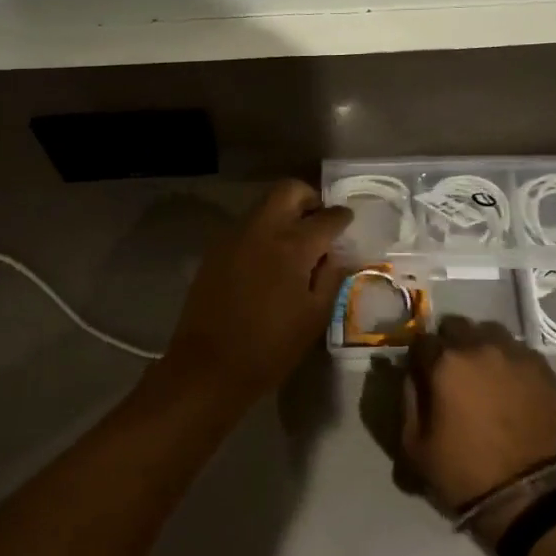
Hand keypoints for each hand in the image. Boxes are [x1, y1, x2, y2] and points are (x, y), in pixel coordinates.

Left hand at [158, 180, 352, 404]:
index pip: (327, 217)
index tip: (347, 223)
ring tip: (295, 244)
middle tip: (319, 223)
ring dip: (284, 213)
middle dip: (309, 198)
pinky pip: (247, 225)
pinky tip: (268, 260)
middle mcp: (262, 229)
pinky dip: (264, 230)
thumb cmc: (270, 347)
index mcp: (292, 245)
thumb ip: (331, 276)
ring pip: (265, 204)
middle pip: (289, 189)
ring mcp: (235, 235)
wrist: (208, 365)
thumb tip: (337, 253)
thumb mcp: (314, 317)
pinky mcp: (216, 248)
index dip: (342, 218)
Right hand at [402, 319, 555, 529]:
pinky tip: (510, 385)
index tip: (422, 373)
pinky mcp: (542, 368)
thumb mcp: (414, 445)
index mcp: (445, 362)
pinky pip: (518, 351)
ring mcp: (515, 353)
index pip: (421, 340)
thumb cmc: (465, 472)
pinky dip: (509, 361)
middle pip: (456, 326)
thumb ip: (406, 399)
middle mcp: (479, 346)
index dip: (419, 357)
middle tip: (452, 372)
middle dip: (449, 344)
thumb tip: (409, 374)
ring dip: (480, 346)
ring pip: (489, 332)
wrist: (531, 497)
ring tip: (483, 374)